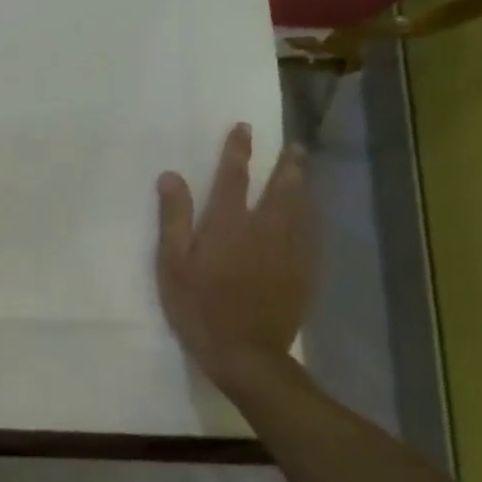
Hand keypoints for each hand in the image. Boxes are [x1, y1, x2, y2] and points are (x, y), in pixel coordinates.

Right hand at [156, 123, 313, 389]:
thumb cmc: (198, 307)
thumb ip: (173, 218)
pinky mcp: (303, 273)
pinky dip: (309, 218)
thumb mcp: (172, 264)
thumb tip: (171, 176)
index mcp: (229, 225)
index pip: (234, 178)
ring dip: (302, 186)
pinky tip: (309, 217)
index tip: (243, 128)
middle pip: (281, 189)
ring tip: (303, 171)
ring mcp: (289, 252)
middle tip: (293, 146)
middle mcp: (265, 230)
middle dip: (286, 165)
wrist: (245, 353)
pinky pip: (310, 236)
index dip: (238, 151)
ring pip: (301, 210)